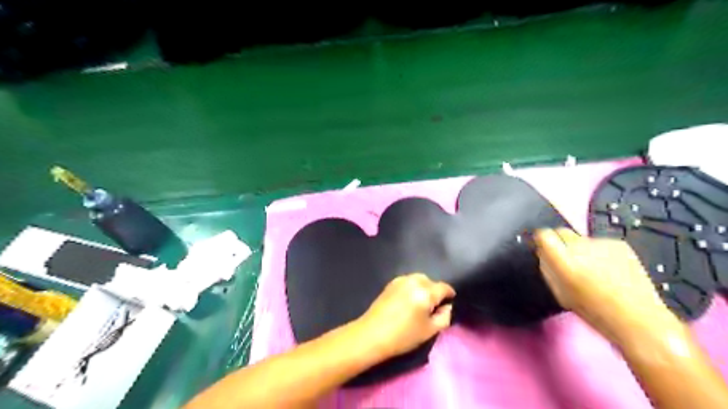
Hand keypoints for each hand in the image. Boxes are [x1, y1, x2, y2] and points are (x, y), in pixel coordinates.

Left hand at [358, 273, 452, 358]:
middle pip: (431, 282)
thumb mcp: (429, 331)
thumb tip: (448, 307)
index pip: (444, 287)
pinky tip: (407, 301)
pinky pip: (408, 281)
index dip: (450, 295)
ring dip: (423, 288)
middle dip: (435, 292)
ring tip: (420, 304)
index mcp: (426, 292)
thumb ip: (444, 317)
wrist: (372, 334)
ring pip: (419, 279)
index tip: (450, 304)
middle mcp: (414, 281)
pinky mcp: (390, 283)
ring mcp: (400, 280)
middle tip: (432, 308)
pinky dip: (412, 288)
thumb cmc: (403, 336)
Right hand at [533, 229, 682, 346]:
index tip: (542, 246)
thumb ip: (548, 269)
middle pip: (562, 232)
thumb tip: (543, 254)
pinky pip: (600, 243)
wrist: (637, 318)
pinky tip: (609, 270)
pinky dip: (600, 253)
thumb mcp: (560, 293)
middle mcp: (580, 246)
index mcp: (563, 260)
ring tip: (593, 270)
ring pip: (581, 239)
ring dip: (581, 249)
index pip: (543, 234)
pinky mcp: (619, 244)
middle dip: (560, 243)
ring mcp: (601, 243)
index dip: (541, 239)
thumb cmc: (593, 311)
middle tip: (567, 260)